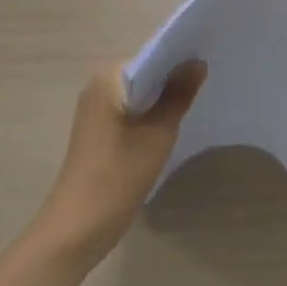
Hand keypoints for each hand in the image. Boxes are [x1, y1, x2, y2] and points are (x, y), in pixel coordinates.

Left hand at [35, 61, 205, 261]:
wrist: (76, 230)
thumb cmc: (117, 176)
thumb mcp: (157, 134)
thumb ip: (178, 95)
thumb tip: (197, 62)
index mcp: (108, 79)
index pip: (152, 55)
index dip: (180, 57)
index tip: (210, 57)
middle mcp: (98, 87)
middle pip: (145, 74)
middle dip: (173, 78)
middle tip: (210, 78)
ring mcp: (96, 110)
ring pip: (139, 94)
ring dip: (163, 98)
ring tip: (198, 98)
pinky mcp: (98, 132)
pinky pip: (131, 112)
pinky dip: (150, 115)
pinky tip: (172, 125)